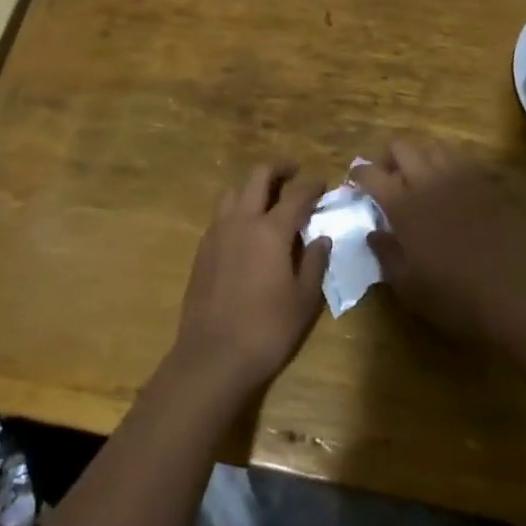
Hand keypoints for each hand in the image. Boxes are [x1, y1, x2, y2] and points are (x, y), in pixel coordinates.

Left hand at [172, 162, 330, 396]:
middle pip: (258, 176)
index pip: (296, 194)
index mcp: (271, 230)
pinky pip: (220, 215)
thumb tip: (321, 238)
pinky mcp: (202, 249)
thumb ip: (314, 262)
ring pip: (232, 191)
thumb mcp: (303, 300)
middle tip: (294, 173)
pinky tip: (245, 230)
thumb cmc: (267, 330)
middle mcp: (241, 221)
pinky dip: (235, 209)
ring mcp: (217, 232)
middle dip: (278, 168)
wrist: (212, 357)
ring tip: (267, 200)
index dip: (312, 185)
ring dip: (252, 187)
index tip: (322, 184)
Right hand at [356, 139, 525, 343]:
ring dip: (422, 156)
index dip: (359, 174)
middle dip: (389, 157)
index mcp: (404, 205)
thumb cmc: (457, 297)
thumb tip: (373, 233)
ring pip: (434, 145)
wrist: (521, 296)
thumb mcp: (410, 287)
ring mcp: (463, 177)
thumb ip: (386, 254)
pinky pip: (465, 159)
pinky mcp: (490, 182)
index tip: (356, 181)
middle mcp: (430, 180)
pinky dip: (452, 165)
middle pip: (402, 146)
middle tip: (389, 179)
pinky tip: (455, 187)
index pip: (371, 174)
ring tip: (422, 178)